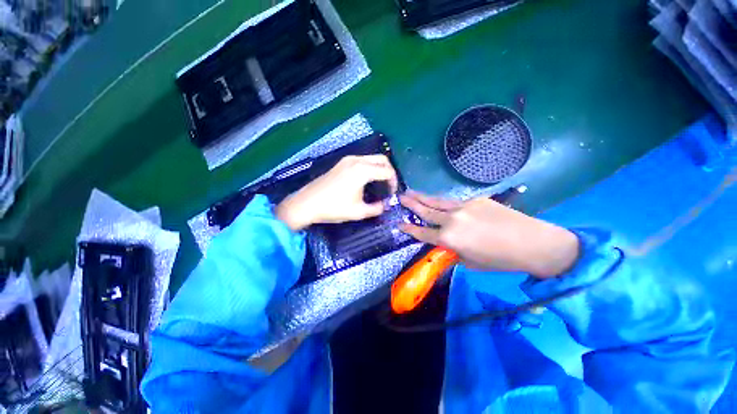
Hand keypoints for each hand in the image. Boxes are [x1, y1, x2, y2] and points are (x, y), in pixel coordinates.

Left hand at [275, 155, 398, 230]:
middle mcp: (357, 160)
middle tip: (388, 186)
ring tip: (379, 184)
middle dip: (389, 171)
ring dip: (379, 168)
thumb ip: (376, 208)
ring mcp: (347, 160)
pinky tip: (366, 180)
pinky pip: (362, 160)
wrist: (307, 203)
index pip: (387, 171)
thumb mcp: (358, 212)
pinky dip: (369, 167)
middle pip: (382, 159)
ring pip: (371, 158)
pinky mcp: (341, 163)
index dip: (394, 182)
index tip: (392, 193)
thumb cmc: (334, 207)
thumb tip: (384, 205)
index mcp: (363, 170)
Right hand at [399, 191, 579, 278]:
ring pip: (437, 201)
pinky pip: (454, 202)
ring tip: (410, 191)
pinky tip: (439, 201)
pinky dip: (444, 203)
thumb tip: (444, 244)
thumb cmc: (499, 259)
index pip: (422, 232)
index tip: (399, 223)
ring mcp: (463, 206)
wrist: (531, 242)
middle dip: (411, 204)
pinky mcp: (475, 199)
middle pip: (425, 210)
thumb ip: (452, 251)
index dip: (409, 228)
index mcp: (448, 239)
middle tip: (400, 197)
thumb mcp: (469, 262)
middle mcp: (451, 220)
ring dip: (422, 197)